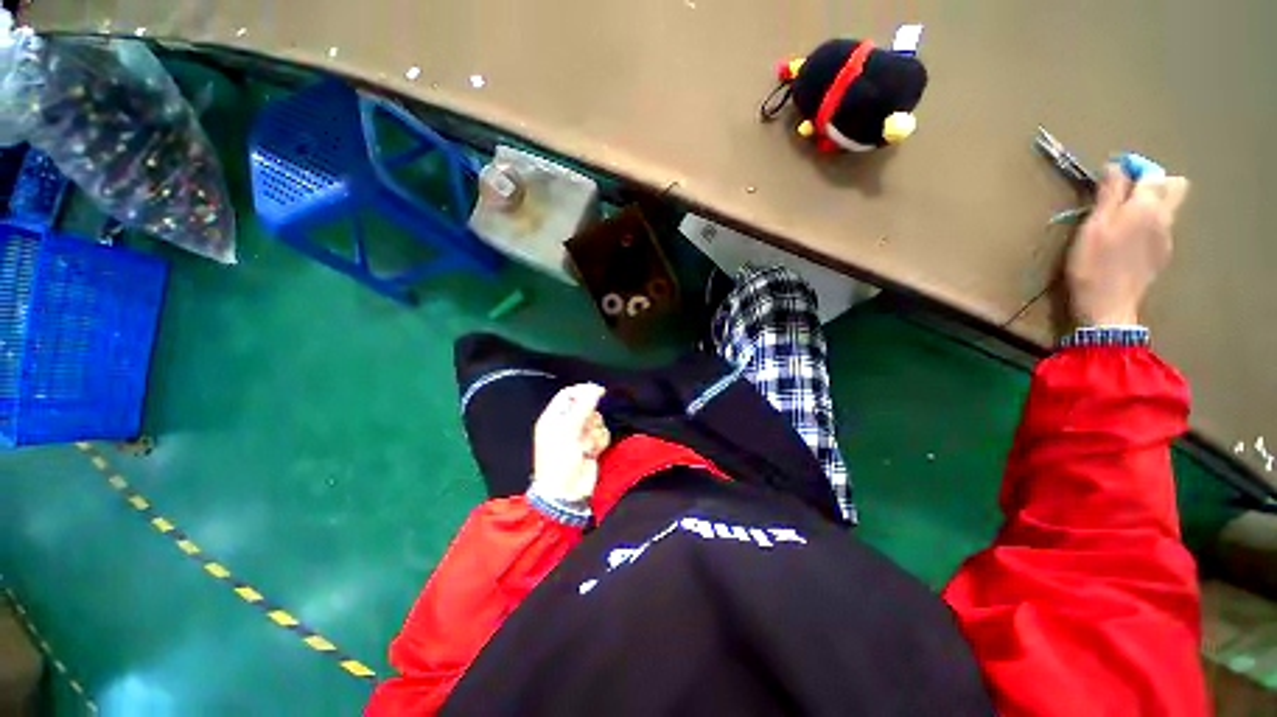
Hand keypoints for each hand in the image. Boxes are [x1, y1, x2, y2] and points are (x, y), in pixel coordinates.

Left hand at [531, 384, 610, 505]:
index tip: (599, 391)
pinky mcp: (590, 446)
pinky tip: (592, 451)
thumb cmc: (560, 459)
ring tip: (586, 446)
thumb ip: (584, 406)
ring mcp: (579, 436)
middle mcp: (566, 424)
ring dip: (595, 432)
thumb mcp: (569, 429)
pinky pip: (601, 434)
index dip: (583, 390)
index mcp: (553, 417)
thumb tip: (595, 388)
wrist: (566, 492)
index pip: (569, 394)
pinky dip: (599, 441)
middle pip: (586, 407)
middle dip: (590, 417)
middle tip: (585, 428)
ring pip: (596, 421)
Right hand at [1066, 164, 1189, 326]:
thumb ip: (1109, 194)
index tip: (1113, 176)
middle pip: (1174, 187)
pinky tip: (1128, 243)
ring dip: (1149, 206)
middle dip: (1154, 183)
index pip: (1151, 174)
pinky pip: (1161, 230)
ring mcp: (1166, 238)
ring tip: (1123, 221)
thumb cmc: (1093, 264)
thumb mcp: (1093, 226)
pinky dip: (1147, 227)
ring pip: (1167, 209)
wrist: (1108, 305)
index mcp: (1146, 206)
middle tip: (1127, 194)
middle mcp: (1163, 217)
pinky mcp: (1162, 255)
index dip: (1134, 170)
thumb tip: (1116, 167)